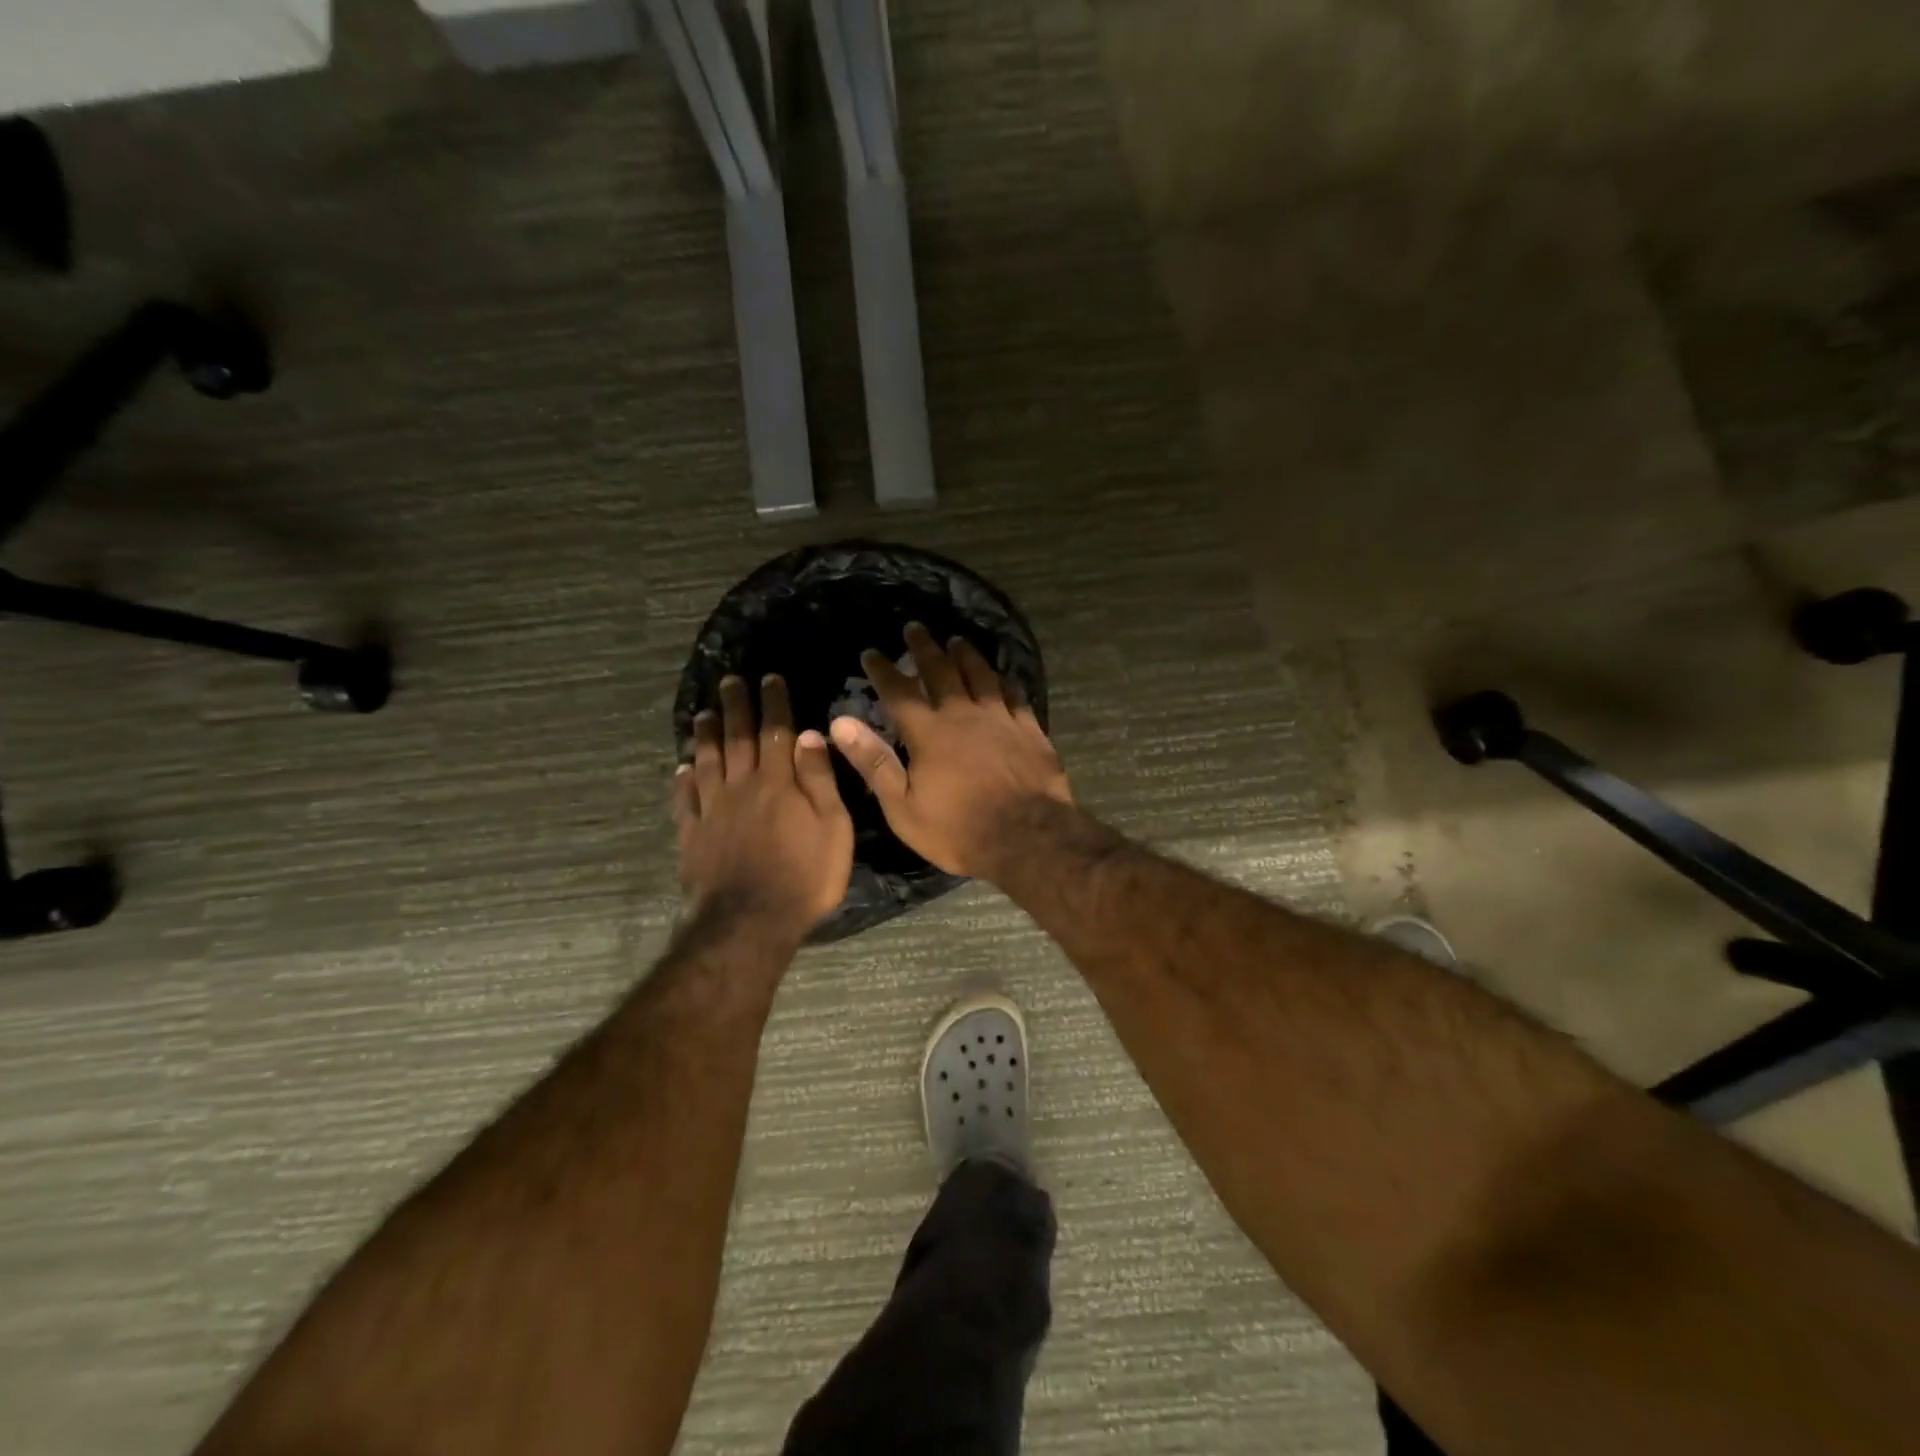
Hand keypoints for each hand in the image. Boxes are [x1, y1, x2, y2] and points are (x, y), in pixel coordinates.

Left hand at [675, 674, 853, 936]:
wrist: (751, 923)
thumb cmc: (806, 876)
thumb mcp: (832, 827)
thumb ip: (819, 780)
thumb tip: (808, 734)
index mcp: (777, 782)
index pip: (775, 731)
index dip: (773, 703)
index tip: (769, 678)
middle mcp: (741, 787)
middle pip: (736, 739)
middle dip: (735, 707)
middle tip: (728, 681)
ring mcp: (713, 811)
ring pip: (706, 763)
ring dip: (705, 735)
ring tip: (702, 714)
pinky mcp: (693, 836)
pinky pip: (685, 800)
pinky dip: (682, 781)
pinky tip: (681, 768)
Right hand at [828, 623, 1070, 878]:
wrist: (1027, 837)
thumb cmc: (958, 829)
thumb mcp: (903, 807)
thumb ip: (873, 762)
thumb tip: (841, 722)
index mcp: (929, 732)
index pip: (899, 691)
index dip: (883, 670)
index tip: (871, 652)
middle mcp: (963, 714)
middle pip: (941, 671)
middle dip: (925, 647)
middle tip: (915, 627)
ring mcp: (1000, 718)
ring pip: (981, 675)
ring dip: (966, 654)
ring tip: (957, 640)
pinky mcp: (1029, 729)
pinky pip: (1015, 695)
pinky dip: (1005, 681)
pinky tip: (1002, 676)